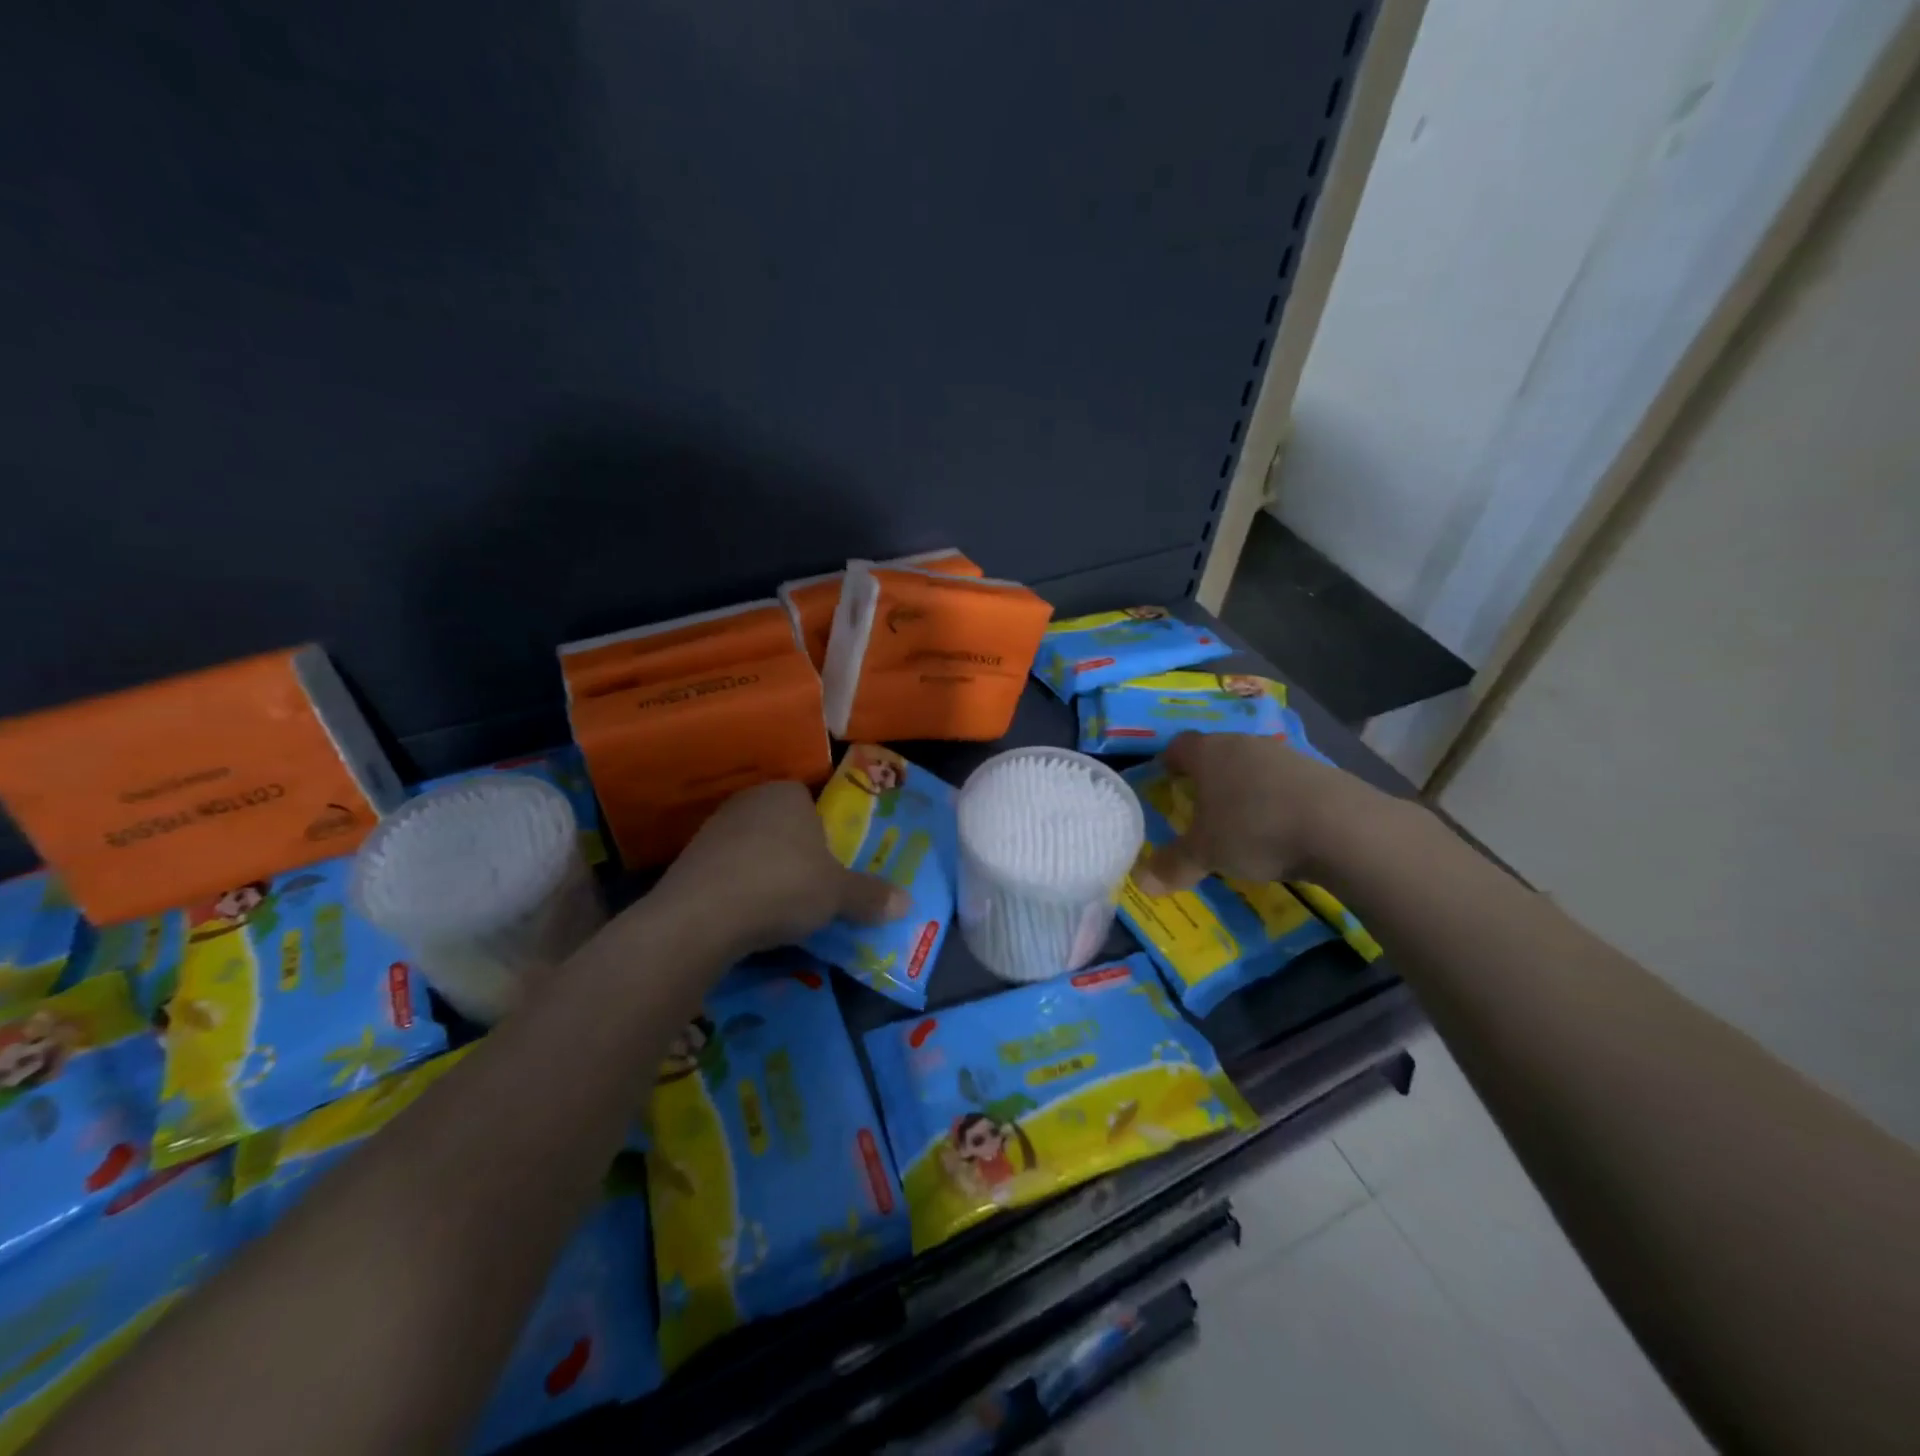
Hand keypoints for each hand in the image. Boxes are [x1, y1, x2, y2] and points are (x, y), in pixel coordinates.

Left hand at [658, 781, 908, 952]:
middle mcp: (748, 801)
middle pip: (781, 824)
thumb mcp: (838, 895)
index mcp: (787, 794)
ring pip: (752, 847)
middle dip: (795, 852)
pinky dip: (737, 888)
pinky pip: (726, 870)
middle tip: (811, 886)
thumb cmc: (783, 886)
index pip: (810, 801)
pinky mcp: (688, 861)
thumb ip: (870, 895)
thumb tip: (908, 903)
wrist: (702, 917)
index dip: (823, 832)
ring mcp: (713, 829)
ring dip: (764, 871)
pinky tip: (745, 916)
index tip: (830, 863)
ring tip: (778, 907)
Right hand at [1134, 732, 1383, 893]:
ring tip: (1241, 821)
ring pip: (1252, 766)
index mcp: (1209, 753)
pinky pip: (1284, 782)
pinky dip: (1276, 799)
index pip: (1178, 746)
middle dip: (1206, 777)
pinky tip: (1280, 827)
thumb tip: (1140, 882)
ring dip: (1244, 787)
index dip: (1169, 762)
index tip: (1166, 782)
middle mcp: (1244, 743)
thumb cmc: (1254, 829)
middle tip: (1199, 807)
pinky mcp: (1320, 771)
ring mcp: (1285, 754)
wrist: (1343, 828)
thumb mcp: (1205, 854)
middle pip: (1217, 752)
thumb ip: (1172, 865)